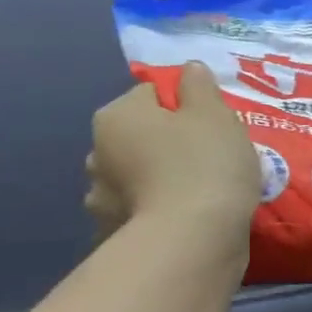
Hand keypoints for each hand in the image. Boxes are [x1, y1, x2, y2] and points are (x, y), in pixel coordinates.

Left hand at [84, 63, 261, 253]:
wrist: (193, 240)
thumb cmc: (205, 165)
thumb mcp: (215, 115)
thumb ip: (200, 87)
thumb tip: (189, 70)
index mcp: (116, 116)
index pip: (151, 94)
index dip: (187, 106)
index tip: (214, 126)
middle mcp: (97, 153)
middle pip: (142, 137)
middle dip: (169, 145)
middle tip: (212, 160)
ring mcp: (101, 199)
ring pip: (138, 177)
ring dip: (160, 181)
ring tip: (201, 195)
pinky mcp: (114, 235)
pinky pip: (142, 213)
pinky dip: (159, 213)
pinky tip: (187, 221)